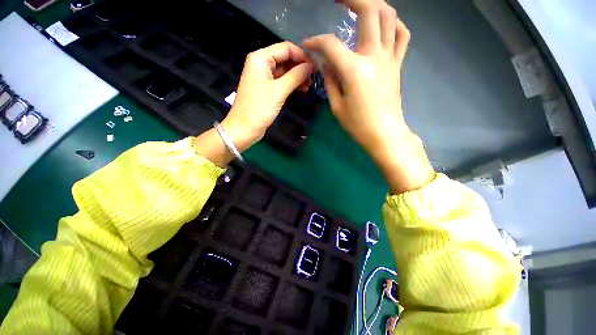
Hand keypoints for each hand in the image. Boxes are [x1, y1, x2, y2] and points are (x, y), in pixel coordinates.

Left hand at [221, 42, 313, 150]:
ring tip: (309, 85)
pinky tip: (302, 89)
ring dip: (297, 76)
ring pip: (284, 71)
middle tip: (314, 77)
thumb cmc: (259, 108)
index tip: (315, 67)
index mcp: (260, 58)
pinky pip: (281, 82)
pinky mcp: (266, 89)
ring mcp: (263, 77)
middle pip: (285, 58)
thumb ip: (295, 76)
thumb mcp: (279, 91)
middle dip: (300, 66)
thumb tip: (311, 66)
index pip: (286, 48)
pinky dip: (291, 84)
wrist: (244, 129)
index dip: (302, 56)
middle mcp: (261, 64)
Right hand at [304, 0, 433, 192]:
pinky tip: (383, 25)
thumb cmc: (358, 124)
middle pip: (370, 10)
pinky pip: (402, 35)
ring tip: (360, 6)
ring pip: (389, 16)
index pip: (331, 45)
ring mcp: (390, 58)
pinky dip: (393, 23)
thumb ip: (330, 80)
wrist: (384, 133)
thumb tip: (327, 64)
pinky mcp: (398, 64)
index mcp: (355, 70)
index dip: (316, 42)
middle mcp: (375, 56)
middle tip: (338, 0)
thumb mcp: (337, 106)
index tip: (308, 45)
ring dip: (374, 4)